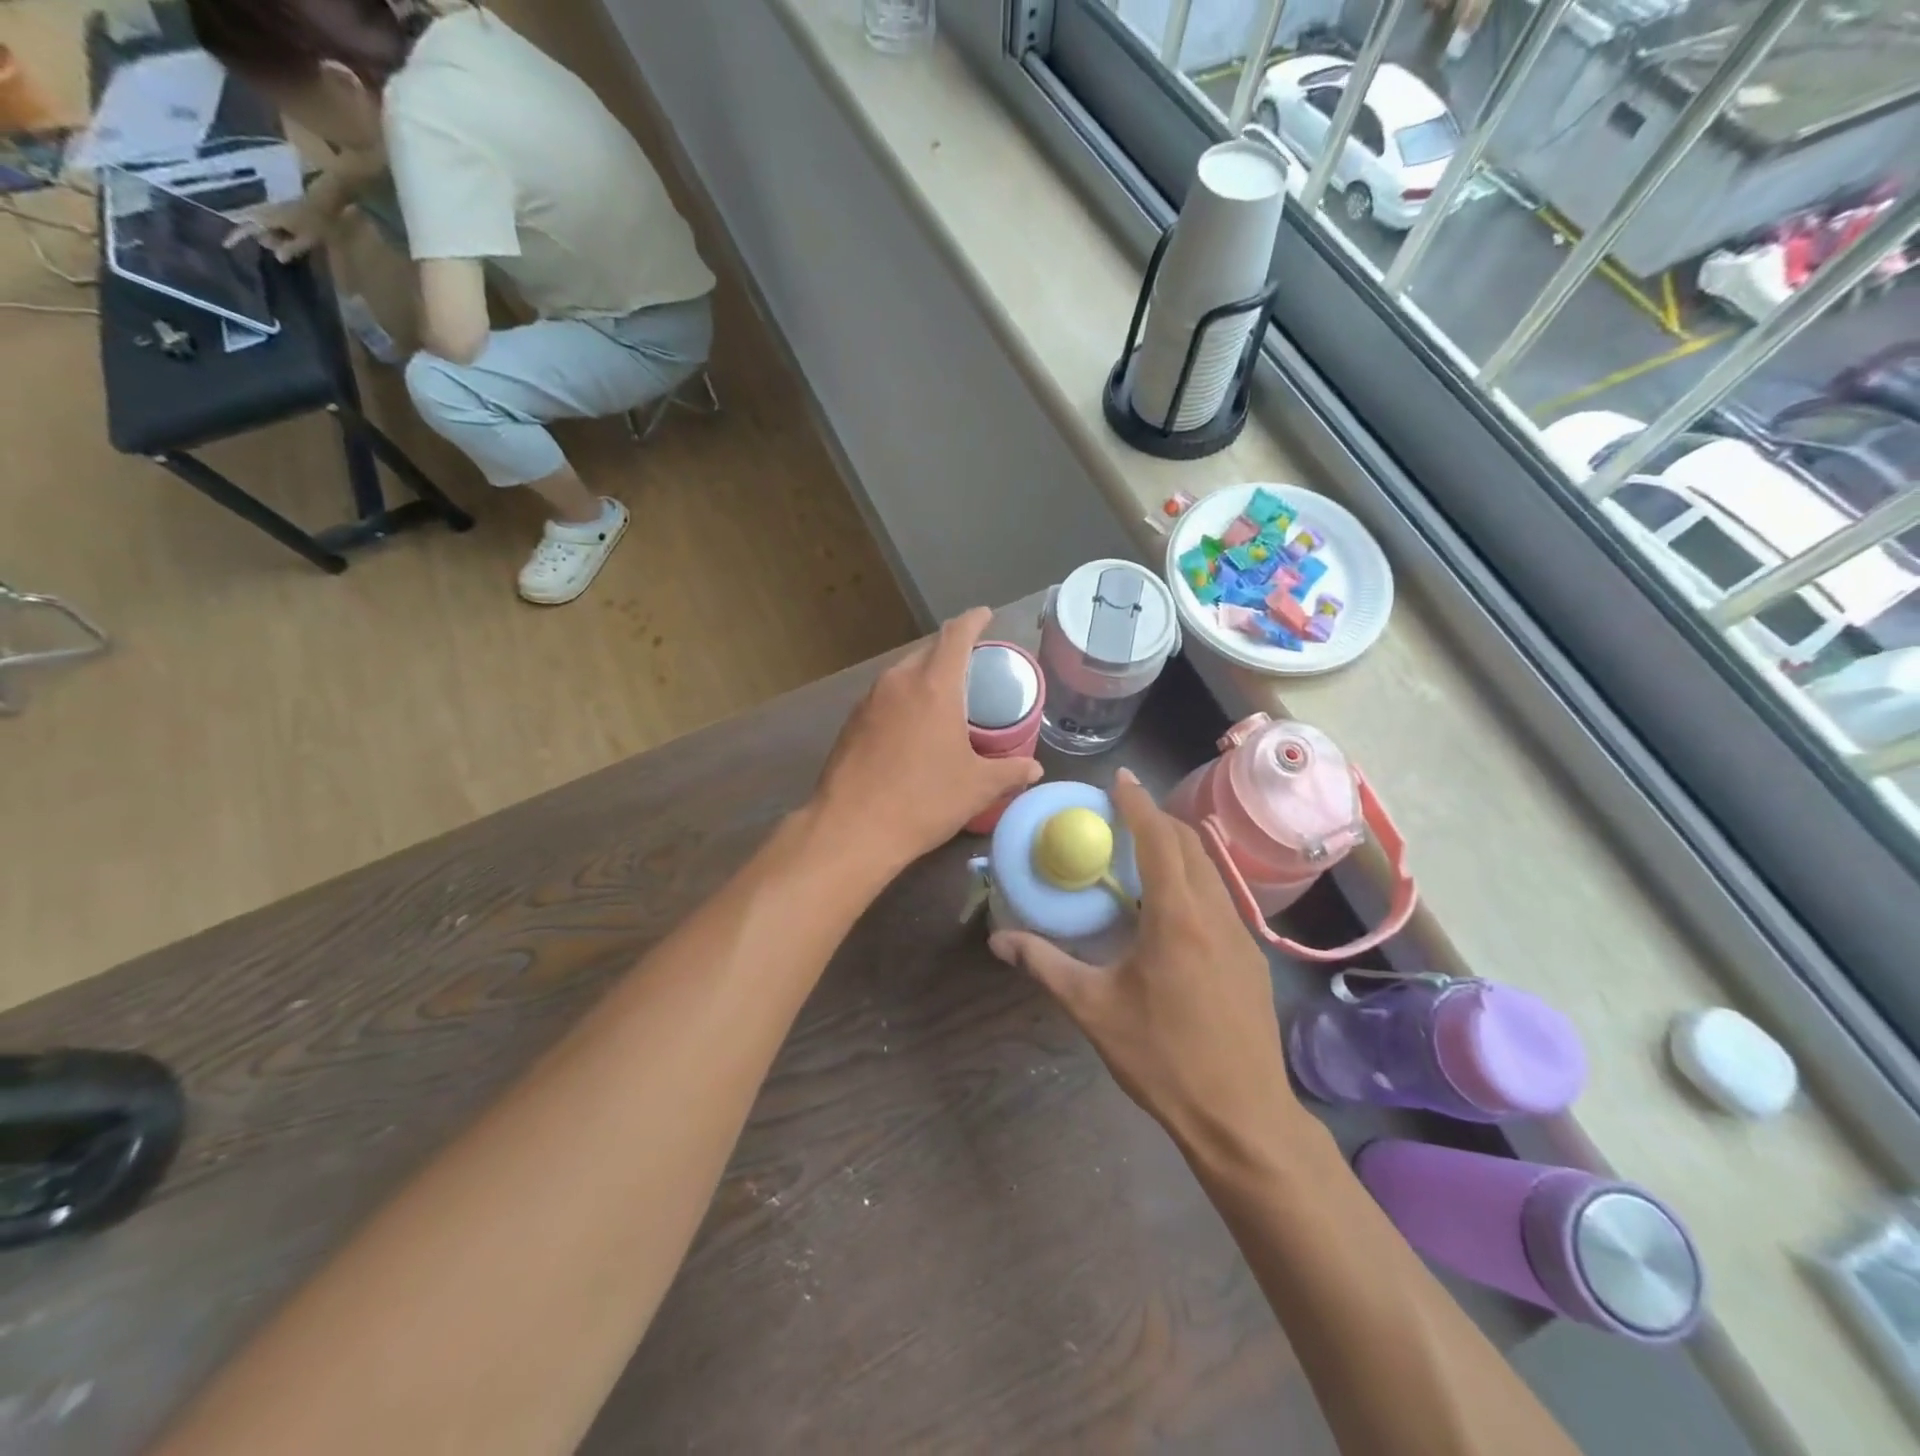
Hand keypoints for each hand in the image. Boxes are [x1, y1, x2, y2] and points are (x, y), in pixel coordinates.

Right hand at [226, 196, 330, 262]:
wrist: (321, 202)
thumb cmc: (317, 222)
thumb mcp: (307, 239)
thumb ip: (291, 248)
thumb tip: (278, 258)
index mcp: (269, 218)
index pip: (246, 227)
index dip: (235, 237)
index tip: (225, 246)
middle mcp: (264, 212)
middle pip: (255, 230)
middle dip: (268, 241)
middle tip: (290, 245)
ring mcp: (269, 209)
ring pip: (264, 227)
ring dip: (275, 237)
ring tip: (297, 239)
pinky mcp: (276, 209)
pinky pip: (271, 223)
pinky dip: (279, 232)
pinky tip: (293, 235)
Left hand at [814, 607, 1043, 873]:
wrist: (850, 829)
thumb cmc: (923, 801)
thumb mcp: (977, 788)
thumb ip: (1010, 772)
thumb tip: (1035, 769)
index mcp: (933, 686)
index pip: (956, 635)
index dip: (974, 621)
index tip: (986, 616)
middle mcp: (898, 682)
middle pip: (928, 651)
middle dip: (951, 651)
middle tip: (973, 667)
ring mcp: (868, 701)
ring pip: (903, 673)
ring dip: (925, 676)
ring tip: (945, 697)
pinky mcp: (850, 723)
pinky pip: (885, 697)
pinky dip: (904, 699)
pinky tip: (912, 727)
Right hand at [990, 768, 1304, 1159]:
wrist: (1243, 1117)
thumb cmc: (1163, 1058)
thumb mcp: (1094, 1009)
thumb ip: (1045, 965)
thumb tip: (1000, 940)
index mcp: (1177, 917)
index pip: (1159, 839)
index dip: (1138, 803)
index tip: (1120, 779)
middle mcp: (1216, 914)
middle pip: (1191, 845)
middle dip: (1158, 819)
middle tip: (1123, 816)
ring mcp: (1242, 936)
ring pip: (1210, 870)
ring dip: (1178, 849)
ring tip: (1144, 854)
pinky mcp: (1252, 959)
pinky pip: (1221, 898)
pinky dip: (1193, 881)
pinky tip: (1171, 910)